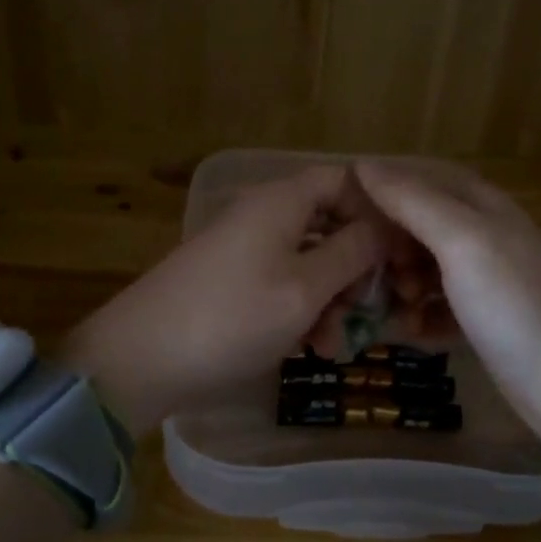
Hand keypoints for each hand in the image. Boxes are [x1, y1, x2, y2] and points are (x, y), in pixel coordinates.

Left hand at [63, 166, 385, 432]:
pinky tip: (308, 350)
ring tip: (332, 348)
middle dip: (357, 272)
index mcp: (282, 201)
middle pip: (330, 225)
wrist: (138, 360)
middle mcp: (263, 215)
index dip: (378, 213)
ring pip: (308, 262)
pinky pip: (281, 285)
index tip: (402, 256)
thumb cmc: (231, 318)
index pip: (345, 181)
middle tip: (368, 315)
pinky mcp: (230, 282)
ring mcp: (243, 250)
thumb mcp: (304, 289)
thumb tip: (384, 227)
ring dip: (331, 302)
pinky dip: (301, 312)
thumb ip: (351, 254)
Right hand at [353, 161, 540, 440]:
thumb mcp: (461, 242)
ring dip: (399, 280)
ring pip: (422, 264)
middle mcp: (482, 233)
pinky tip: (411, 331)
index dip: (379, 187)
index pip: (418, 175)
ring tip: (393, 304)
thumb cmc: (512, 305)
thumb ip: (413, 201)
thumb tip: (363, 165)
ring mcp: (484, 277)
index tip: (339, 211)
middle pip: (416, 221)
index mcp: (481, 204)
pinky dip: (418, 314)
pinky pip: (435, 303)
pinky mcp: (482, 317)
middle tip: (364, 269)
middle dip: (386, 242)